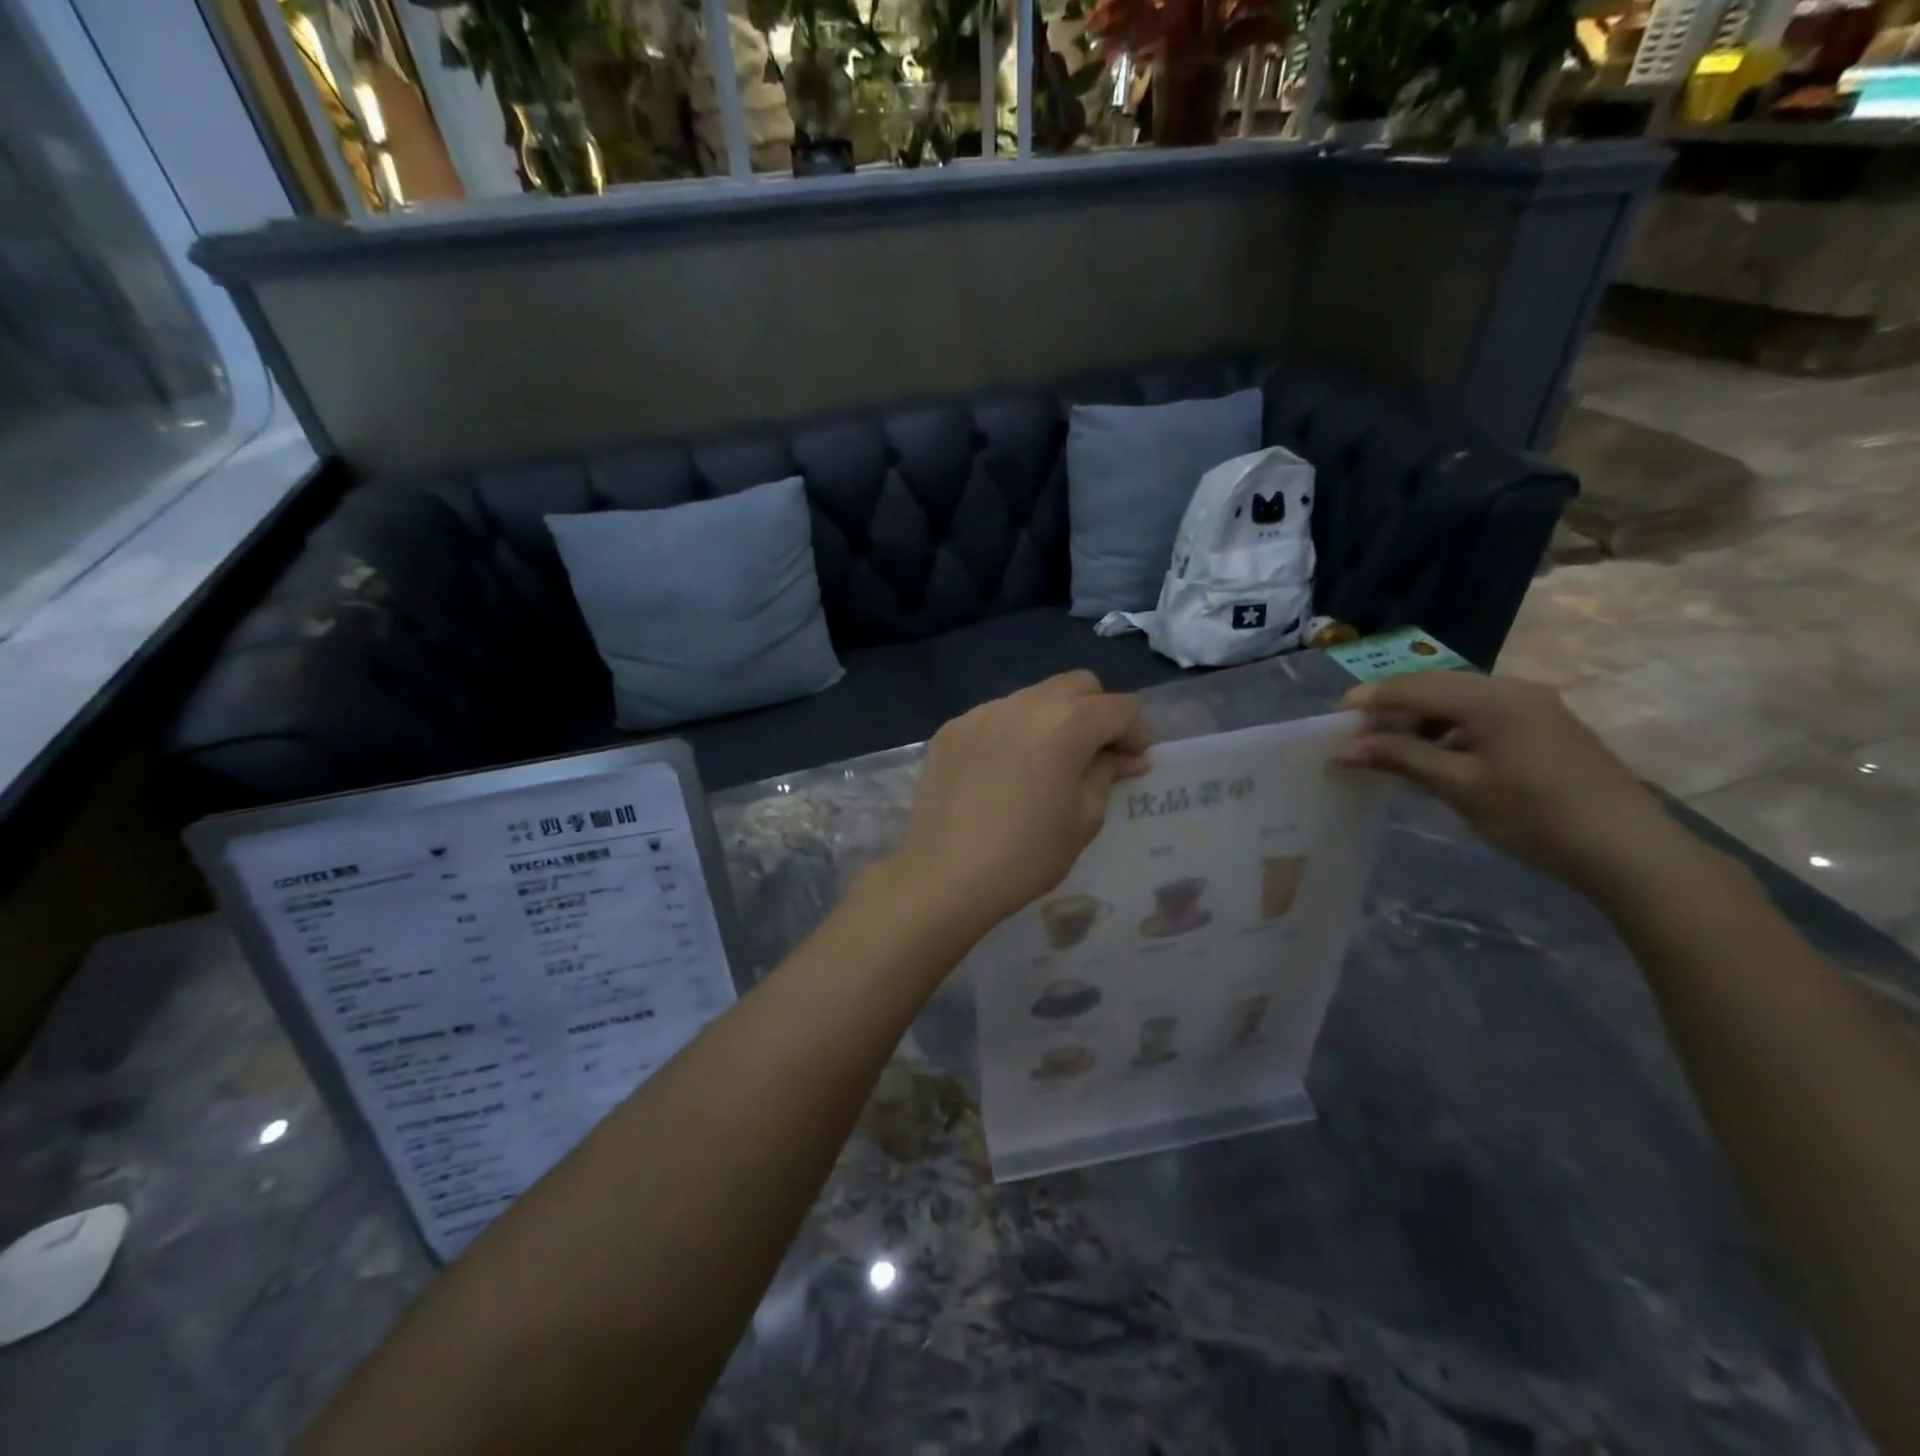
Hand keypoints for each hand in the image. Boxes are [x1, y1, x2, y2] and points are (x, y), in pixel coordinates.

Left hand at [891, 671, 1150, 936]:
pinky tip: (1005, 772)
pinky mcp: (951, 730)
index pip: (1119, 707)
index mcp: (1065, 724)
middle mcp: (1023, 704)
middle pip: (1078, 685)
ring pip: (1034, 696)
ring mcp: (981, 713)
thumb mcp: (1083, 819)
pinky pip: (996, 716)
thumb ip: (1107, 774)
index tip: (1134, 763)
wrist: (944, 876)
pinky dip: (1014, 732)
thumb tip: (1124, 756)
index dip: (1136, 732)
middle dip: (1098, 713)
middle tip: (1097, 755)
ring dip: (1054, 719)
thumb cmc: (1026, 855)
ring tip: (1048, 763)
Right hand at [1336, 672, 1685, 891]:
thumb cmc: (1534, 815)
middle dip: (1392, 707)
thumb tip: (1345, 749)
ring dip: (1420, 719)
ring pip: (1458, 699)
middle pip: (1435, 686)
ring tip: (1392, 749)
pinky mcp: (1545, 725)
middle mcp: (1512, 688)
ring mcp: (1534, 705)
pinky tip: (1437, 755)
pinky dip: (1449, 728)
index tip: (1334, 722)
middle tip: (1358, 735)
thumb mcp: (1459, 787)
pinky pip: (1481, 713)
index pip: (1413, 687)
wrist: (1627, 850)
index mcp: (1491, 698)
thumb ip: (1400, 758)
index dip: (1370, 701)